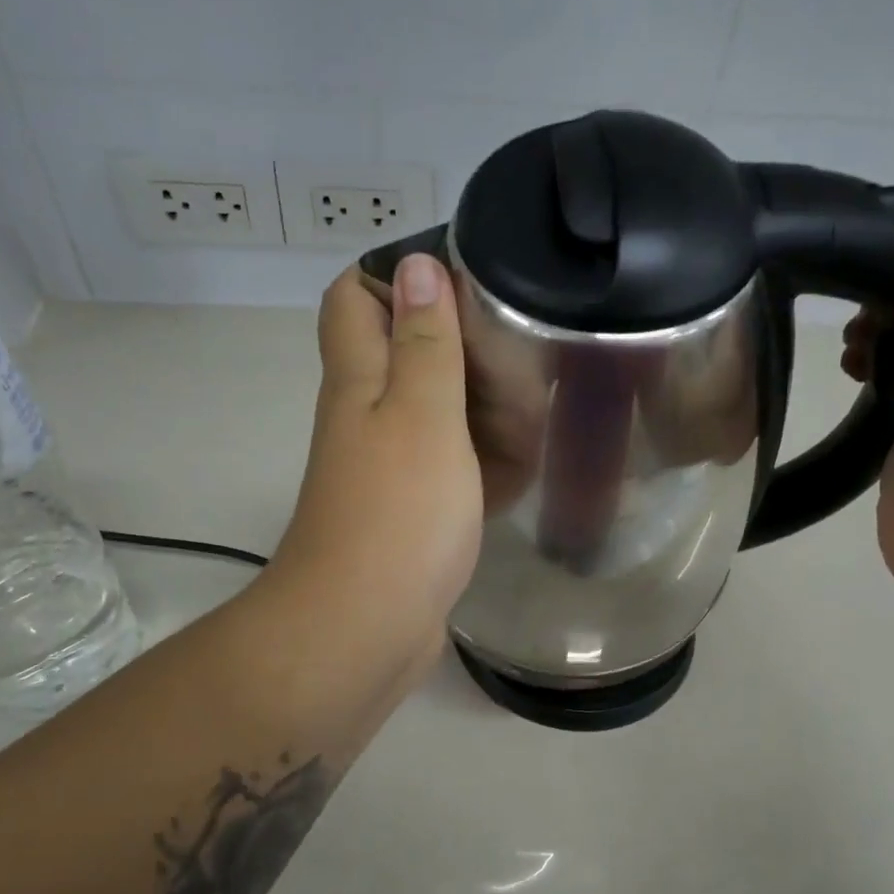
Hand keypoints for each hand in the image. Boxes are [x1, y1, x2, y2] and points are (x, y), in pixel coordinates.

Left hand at [266, 254, 482, 684]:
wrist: (364, 630)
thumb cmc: (397, 514)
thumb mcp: (422, 415)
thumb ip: (424, 343)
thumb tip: (416, 264)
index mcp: (359, 380)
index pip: (355, 297)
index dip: (398, 275)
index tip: (467, 280)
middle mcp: (365, 417)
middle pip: (404, 355)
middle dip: (459, 346)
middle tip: (521, 352)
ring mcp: (387, 470)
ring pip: (434, 415)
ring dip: (479, 408)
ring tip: (538, 406)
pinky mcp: (409, 514)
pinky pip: (448, 471)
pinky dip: (481, 463)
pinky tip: (524, 465)